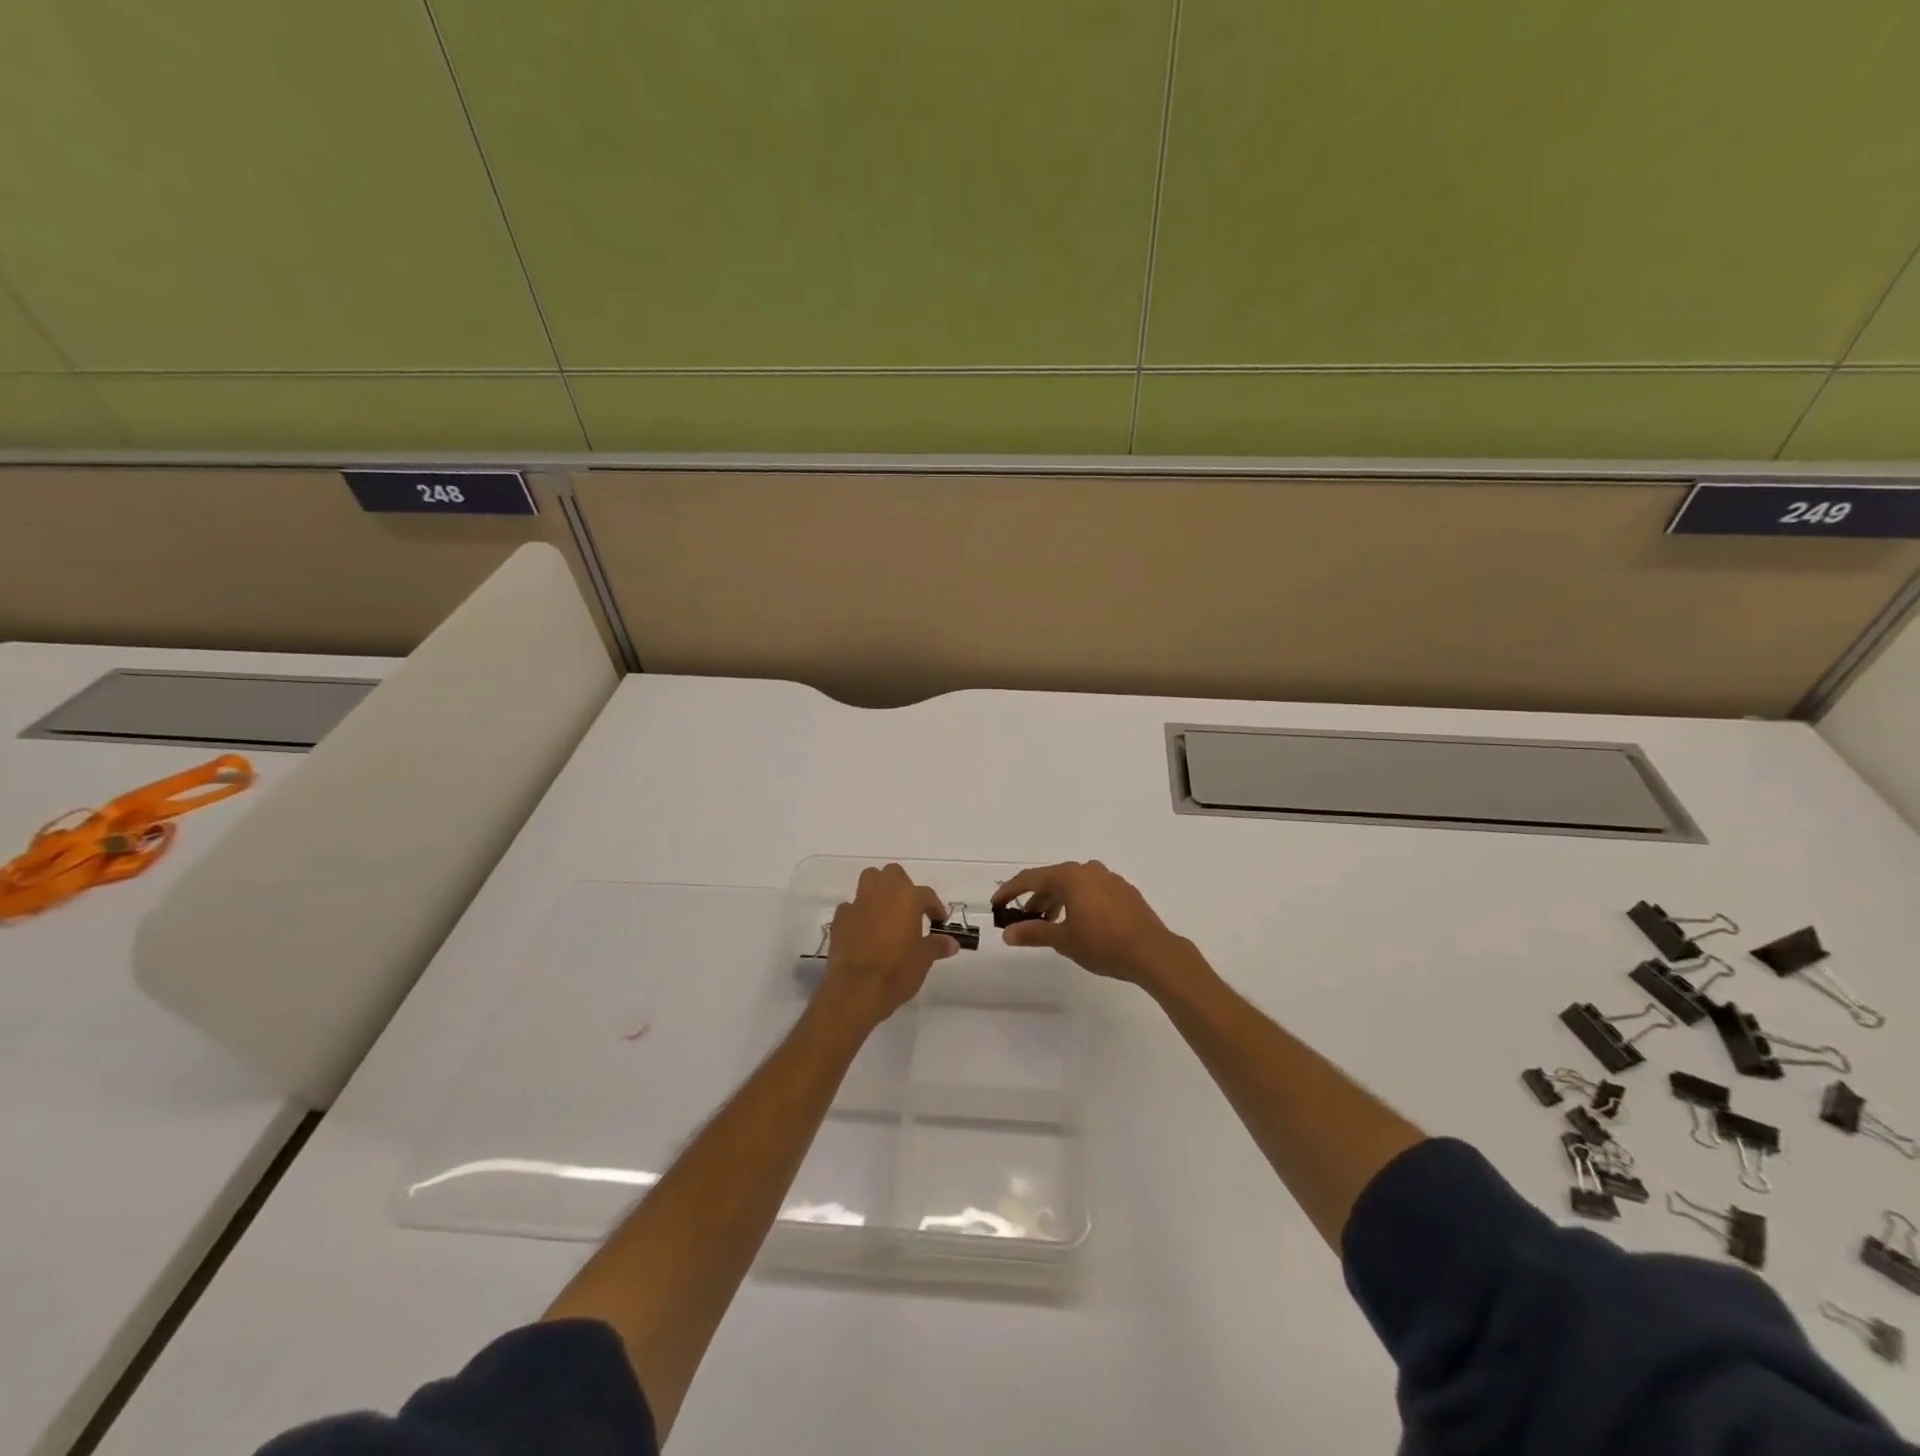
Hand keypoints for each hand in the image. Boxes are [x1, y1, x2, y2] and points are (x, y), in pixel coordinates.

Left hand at [817, 864, 957, 1029]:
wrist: (856, 989)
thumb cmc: (897, 970)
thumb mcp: (924, 959)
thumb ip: (937, 945)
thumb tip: (951, 943)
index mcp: (907, 897)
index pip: (926, 894)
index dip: (934, 907)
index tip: (938, 921)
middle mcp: (882, 892)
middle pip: (893, 874)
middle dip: (902, 887)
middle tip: (910, 910)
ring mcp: (857, 903)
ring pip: (869, 882)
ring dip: (878, 892)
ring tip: (886, 914)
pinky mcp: (839, 919)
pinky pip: (851, 907)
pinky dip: (859, 914)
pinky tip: (863, 931)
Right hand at [991, 861, 1191, 987]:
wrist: (1153, 952)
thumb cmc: (1103, 944)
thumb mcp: (1063, 940)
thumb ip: (1033, 933)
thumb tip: (1007, 933)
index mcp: (1071, 876)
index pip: (1031, 878)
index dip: (1010, 890)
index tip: (996, 904)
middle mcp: (1089, 870)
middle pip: (1053, 879)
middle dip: (1035, 898)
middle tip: (1023, 918)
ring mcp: (1109, 879)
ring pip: (1073, 885)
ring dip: (1056, 901)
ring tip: (1049, 923)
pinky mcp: (1124, 891)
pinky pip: (1091, 890)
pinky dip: (1077, 902)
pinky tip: (1078, 922)